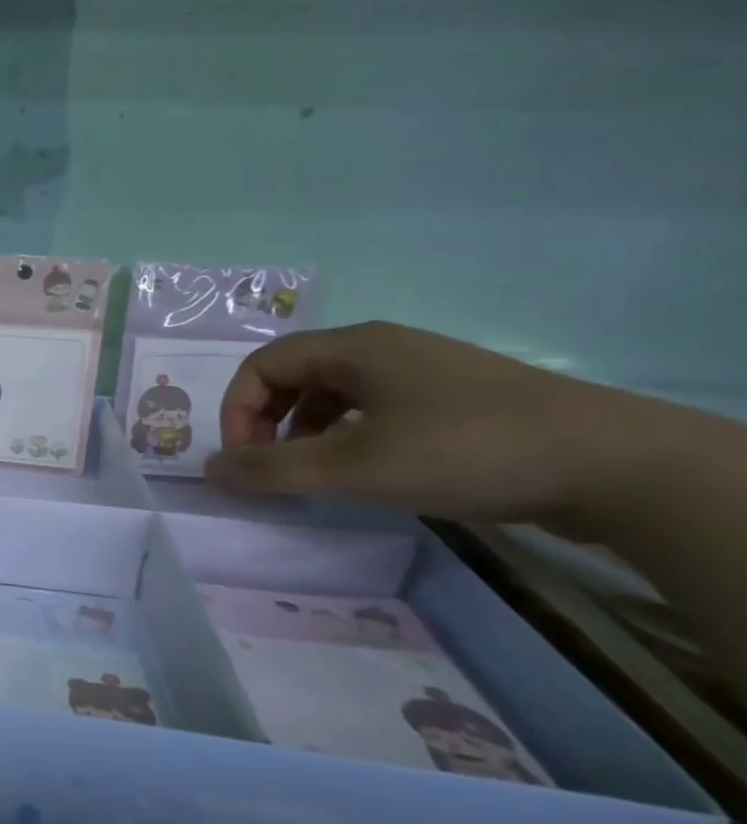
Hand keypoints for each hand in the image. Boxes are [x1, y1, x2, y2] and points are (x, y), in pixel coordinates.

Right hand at [203, 321, 638, 524]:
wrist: (615, 465)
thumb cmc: (463, 451)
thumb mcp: (353, 467)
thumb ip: (272, 469)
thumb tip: (209, 471)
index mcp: (354, 347)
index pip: (263, 365)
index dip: (237, 411)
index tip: (243, 460)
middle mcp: (384, 349)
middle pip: (296, 376)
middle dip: (268, 422)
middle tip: (270, 468)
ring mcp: (425, 373)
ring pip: (335, 395)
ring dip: (306, 432)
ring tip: (315, 476)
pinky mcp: (456, 401)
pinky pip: (375, 409)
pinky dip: (349, 437)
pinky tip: (367, 471)